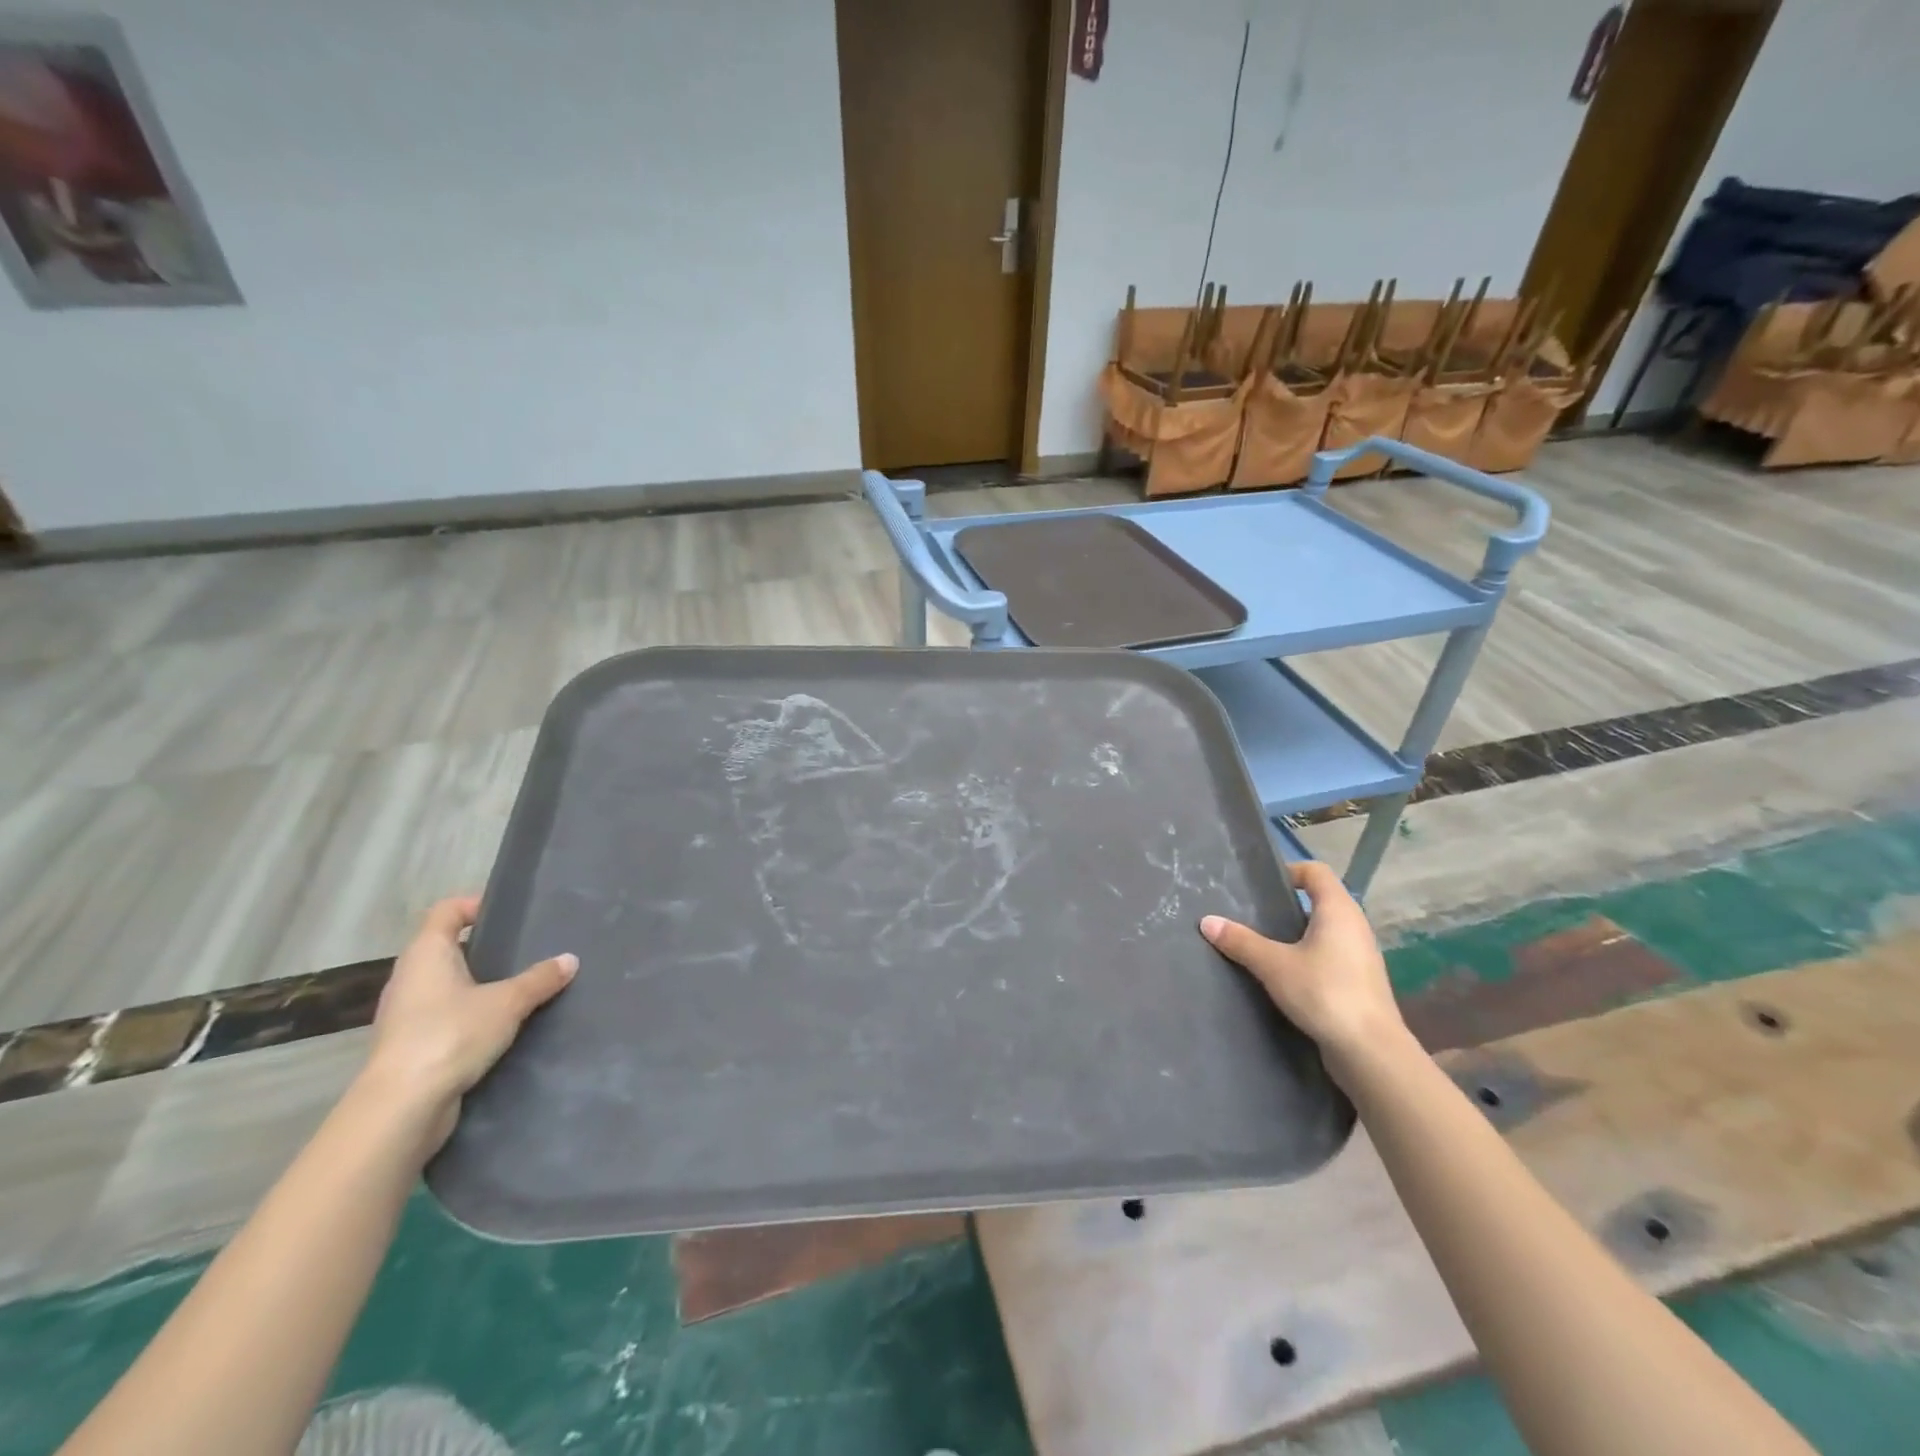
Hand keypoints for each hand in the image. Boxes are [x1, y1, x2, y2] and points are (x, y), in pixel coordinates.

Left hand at [363, 896, 577, 1150]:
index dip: (475, 904)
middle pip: (447, 947)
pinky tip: (503, 1025)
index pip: (446, 911)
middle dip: (485, 947)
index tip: (510, 912)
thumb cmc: (450, 1036)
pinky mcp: (411, 1046)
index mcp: (425, 954)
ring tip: (522, 986)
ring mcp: (406, 1014)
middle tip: (527, 949)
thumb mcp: (507, 1003)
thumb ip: (539, 979)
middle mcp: (410, 978)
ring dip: (480, 983)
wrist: (401, 1109)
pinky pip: (446, 1015)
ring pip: (447, 984)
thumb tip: (570, 960)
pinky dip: (472, 1014)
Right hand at [1200, 861, 1404, 1072]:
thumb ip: (1240, 941)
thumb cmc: (1324, 993)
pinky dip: (1307, 955)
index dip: (1288, 870)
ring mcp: (1361, 955)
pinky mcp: (1360, 981)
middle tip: (1252, 914)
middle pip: (1319, 899)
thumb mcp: (1273, 965)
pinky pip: (1329, 954)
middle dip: (1286, 904)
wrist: (1371, 1052)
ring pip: (1324, 930)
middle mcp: (1354, 925)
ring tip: (1262, 944)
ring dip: (1296, 933)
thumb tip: (1207, 921)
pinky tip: (1284, 974)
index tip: (1260, 885)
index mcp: (1338, 910)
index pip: (1315, 871)